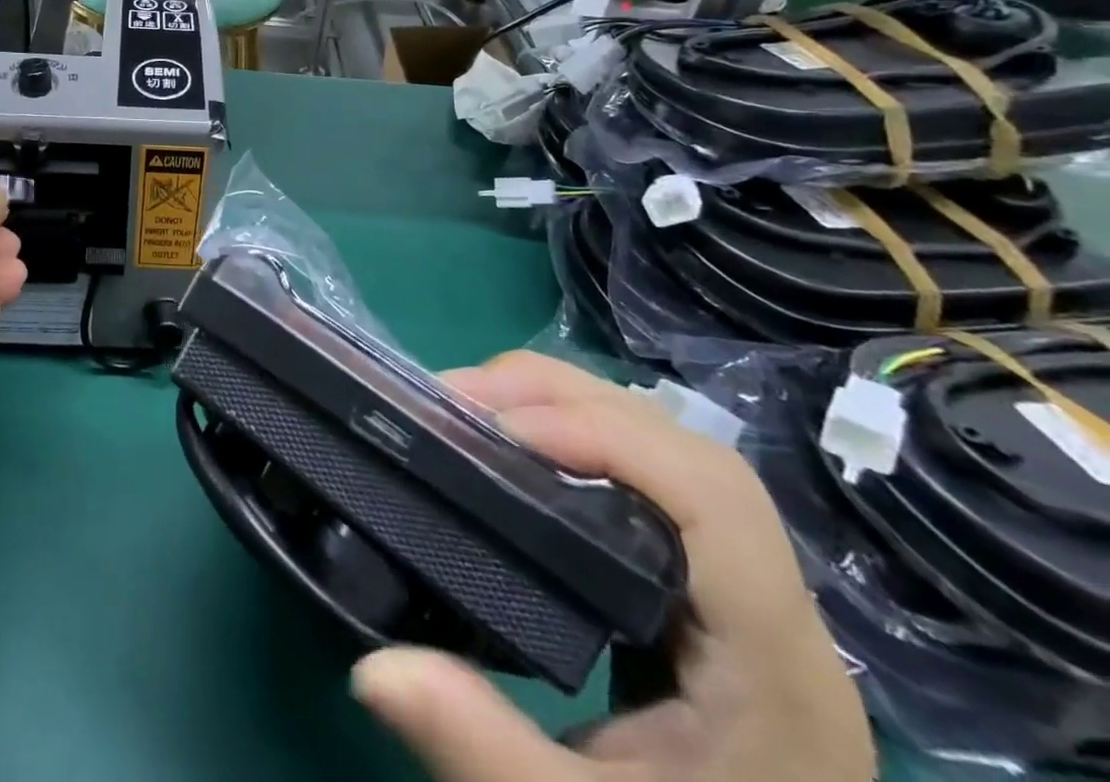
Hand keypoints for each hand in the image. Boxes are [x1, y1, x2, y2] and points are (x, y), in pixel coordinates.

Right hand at [350, 352, 872, 781]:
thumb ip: (484, 752)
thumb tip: (371, 669)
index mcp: (773, 668)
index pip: (712, 499)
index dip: (606, 438)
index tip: (495, 430)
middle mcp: (773, 611)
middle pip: (685, 452)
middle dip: (567, 403)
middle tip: (458, 399)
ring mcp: (742, 594)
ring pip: (668, 451)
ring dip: (568, 409)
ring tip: (473, 409)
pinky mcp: (703, 591)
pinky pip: (645, 477)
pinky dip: (575, 440)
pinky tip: (515, 453)